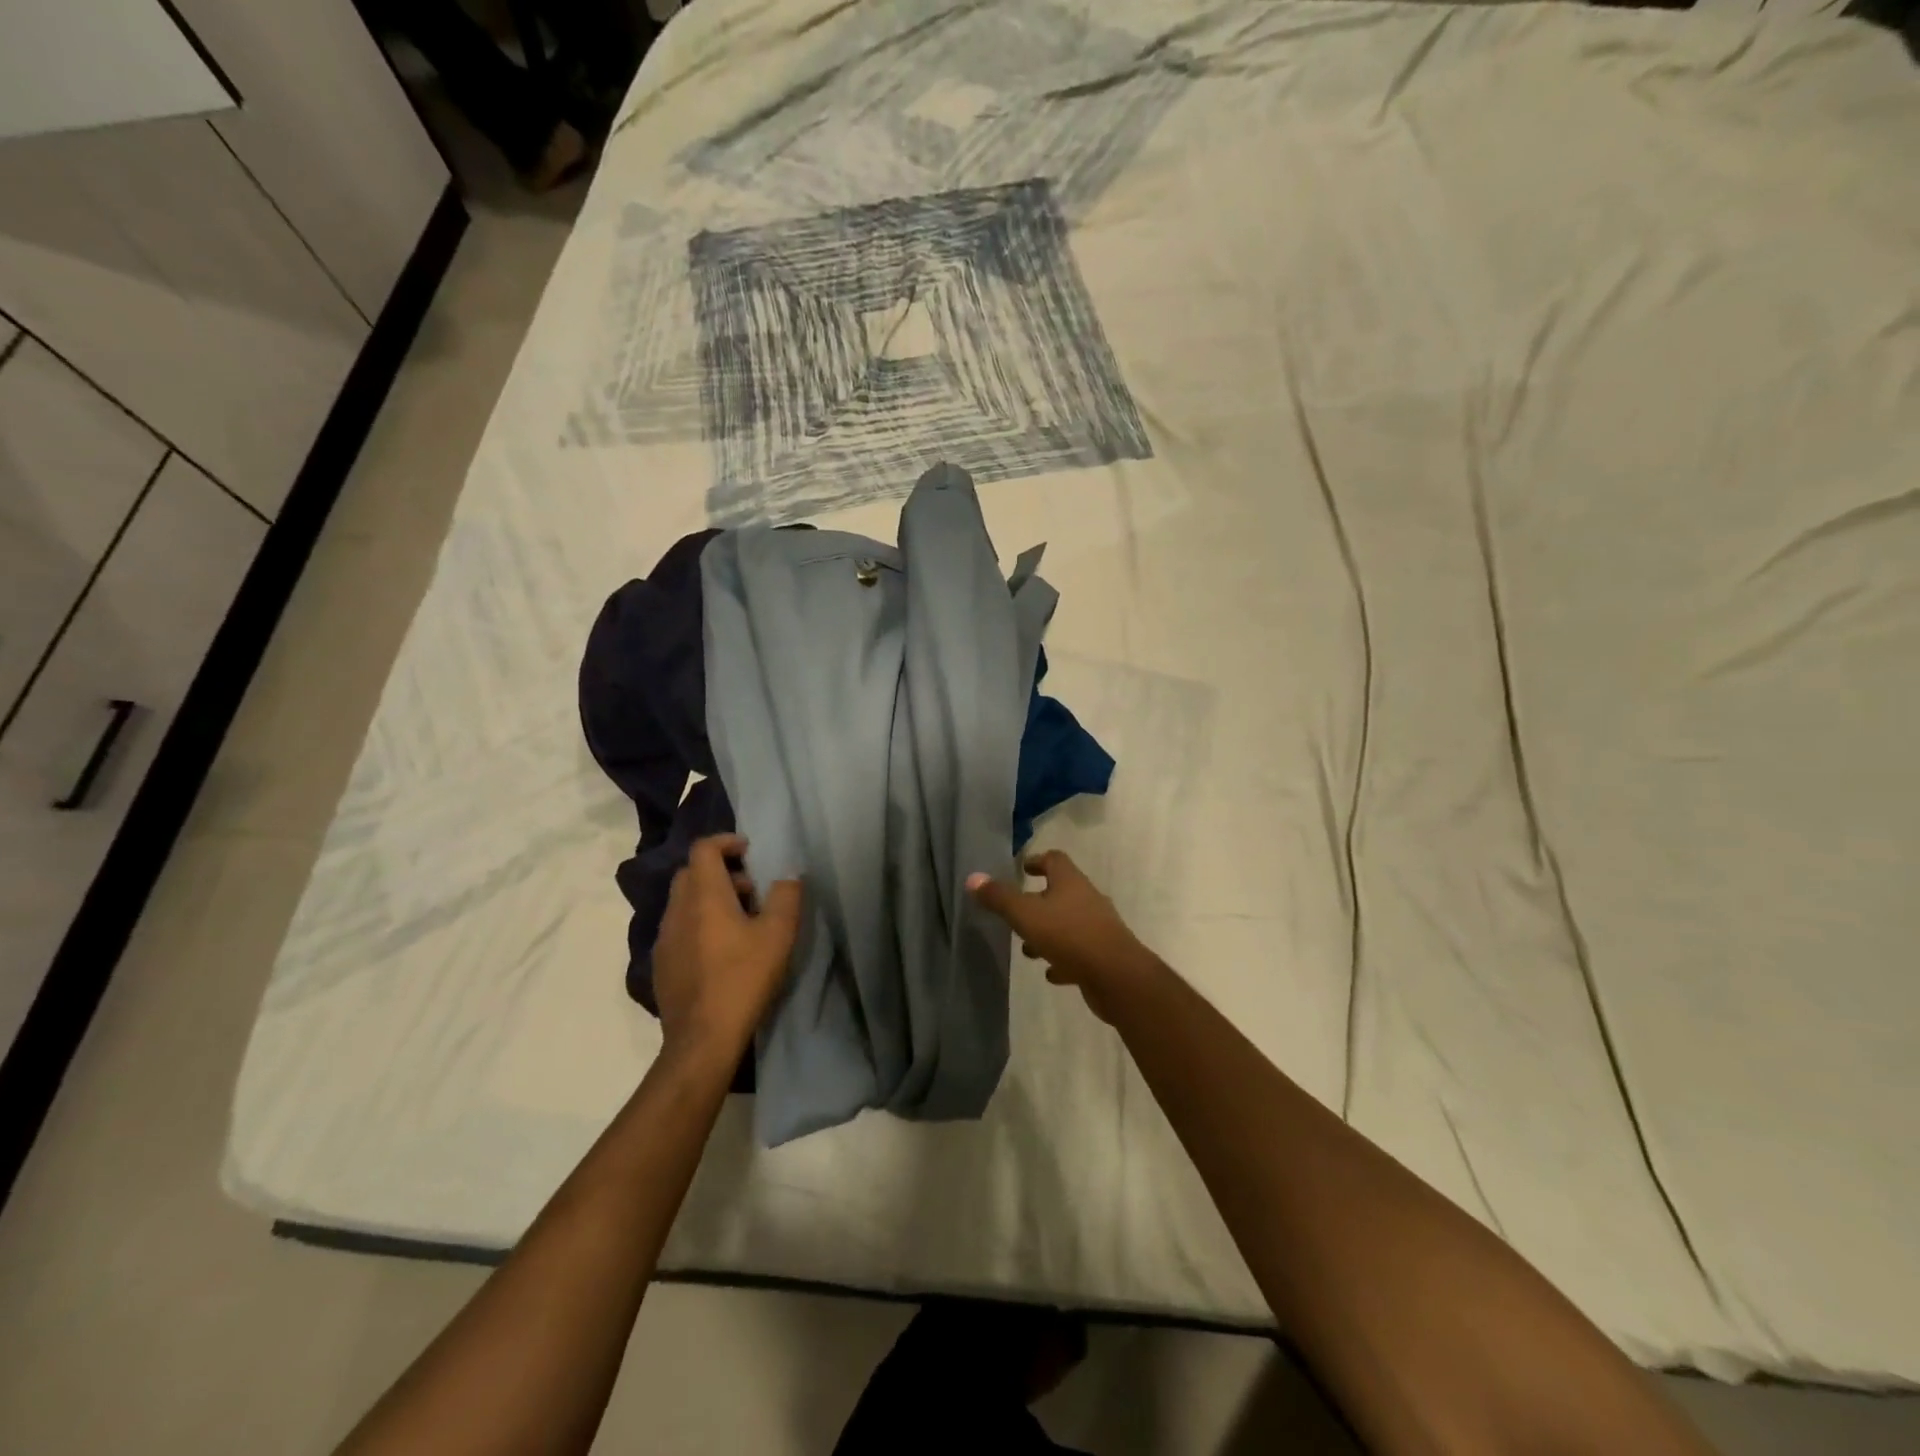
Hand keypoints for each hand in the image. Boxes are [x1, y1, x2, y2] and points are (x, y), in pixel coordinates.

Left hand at [654, 834, 802, 1064]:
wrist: (702, 1039)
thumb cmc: (743, 978)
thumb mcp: (778, 935)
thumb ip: (786, 896)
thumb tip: (789, 875)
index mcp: (703, 896)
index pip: (703, 849)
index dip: (726, 841)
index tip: (749, 851)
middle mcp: (677, 910)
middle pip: (691, 873)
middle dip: (721, 871)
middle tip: (751, 890)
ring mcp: (664, 938)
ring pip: (683, 902)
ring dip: (710, 899)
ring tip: (741, 922)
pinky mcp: (661, 964)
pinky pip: (679, 928)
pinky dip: (698, 924)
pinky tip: (720, 951)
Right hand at [967, 851, 1158, 1023]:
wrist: (1117, 976)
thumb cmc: (1069, 935)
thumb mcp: (1026, 915)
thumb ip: (999, 898)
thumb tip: (973, 878)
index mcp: (1070, 882)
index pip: (1054, 860)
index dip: (1037, 861)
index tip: (1022, 869)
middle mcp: (1087, 899)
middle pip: (1061, 892)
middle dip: (1038, 902)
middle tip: (1017, 913)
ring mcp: (1098, 928)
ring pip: (1069, 924)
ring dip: (1049, 933)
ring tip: (1028, 949)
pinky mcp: (1103, 955)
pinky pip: (1079, 952)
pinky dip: (1063, 958)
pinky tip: (1051, 972)